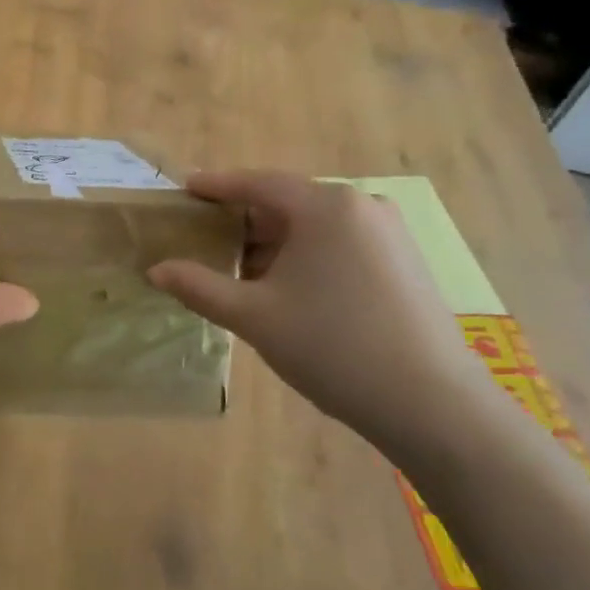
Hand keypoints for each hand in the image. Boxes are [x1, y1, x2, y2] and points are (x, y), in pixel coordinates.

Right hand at [148, 173, 501, 456]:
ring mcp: (389, 233)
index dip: (216, 186)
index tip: (185, 188)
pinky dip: (306, 255)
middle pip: (287, 203)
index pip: (257, 183)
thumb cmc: (333, 347)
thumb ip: (199, 287)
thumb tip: (155, 270)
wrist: (434, 406)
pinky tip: (288, 288)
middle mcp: (361, 206)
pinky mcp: (405, 261)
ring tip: (241, 272)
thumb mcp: (254, 317)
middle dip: (244, 222)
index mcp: (325, 206)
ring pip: (314, 226)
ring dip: (274, 243)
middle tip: (206, 239)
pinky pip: (340, 243)